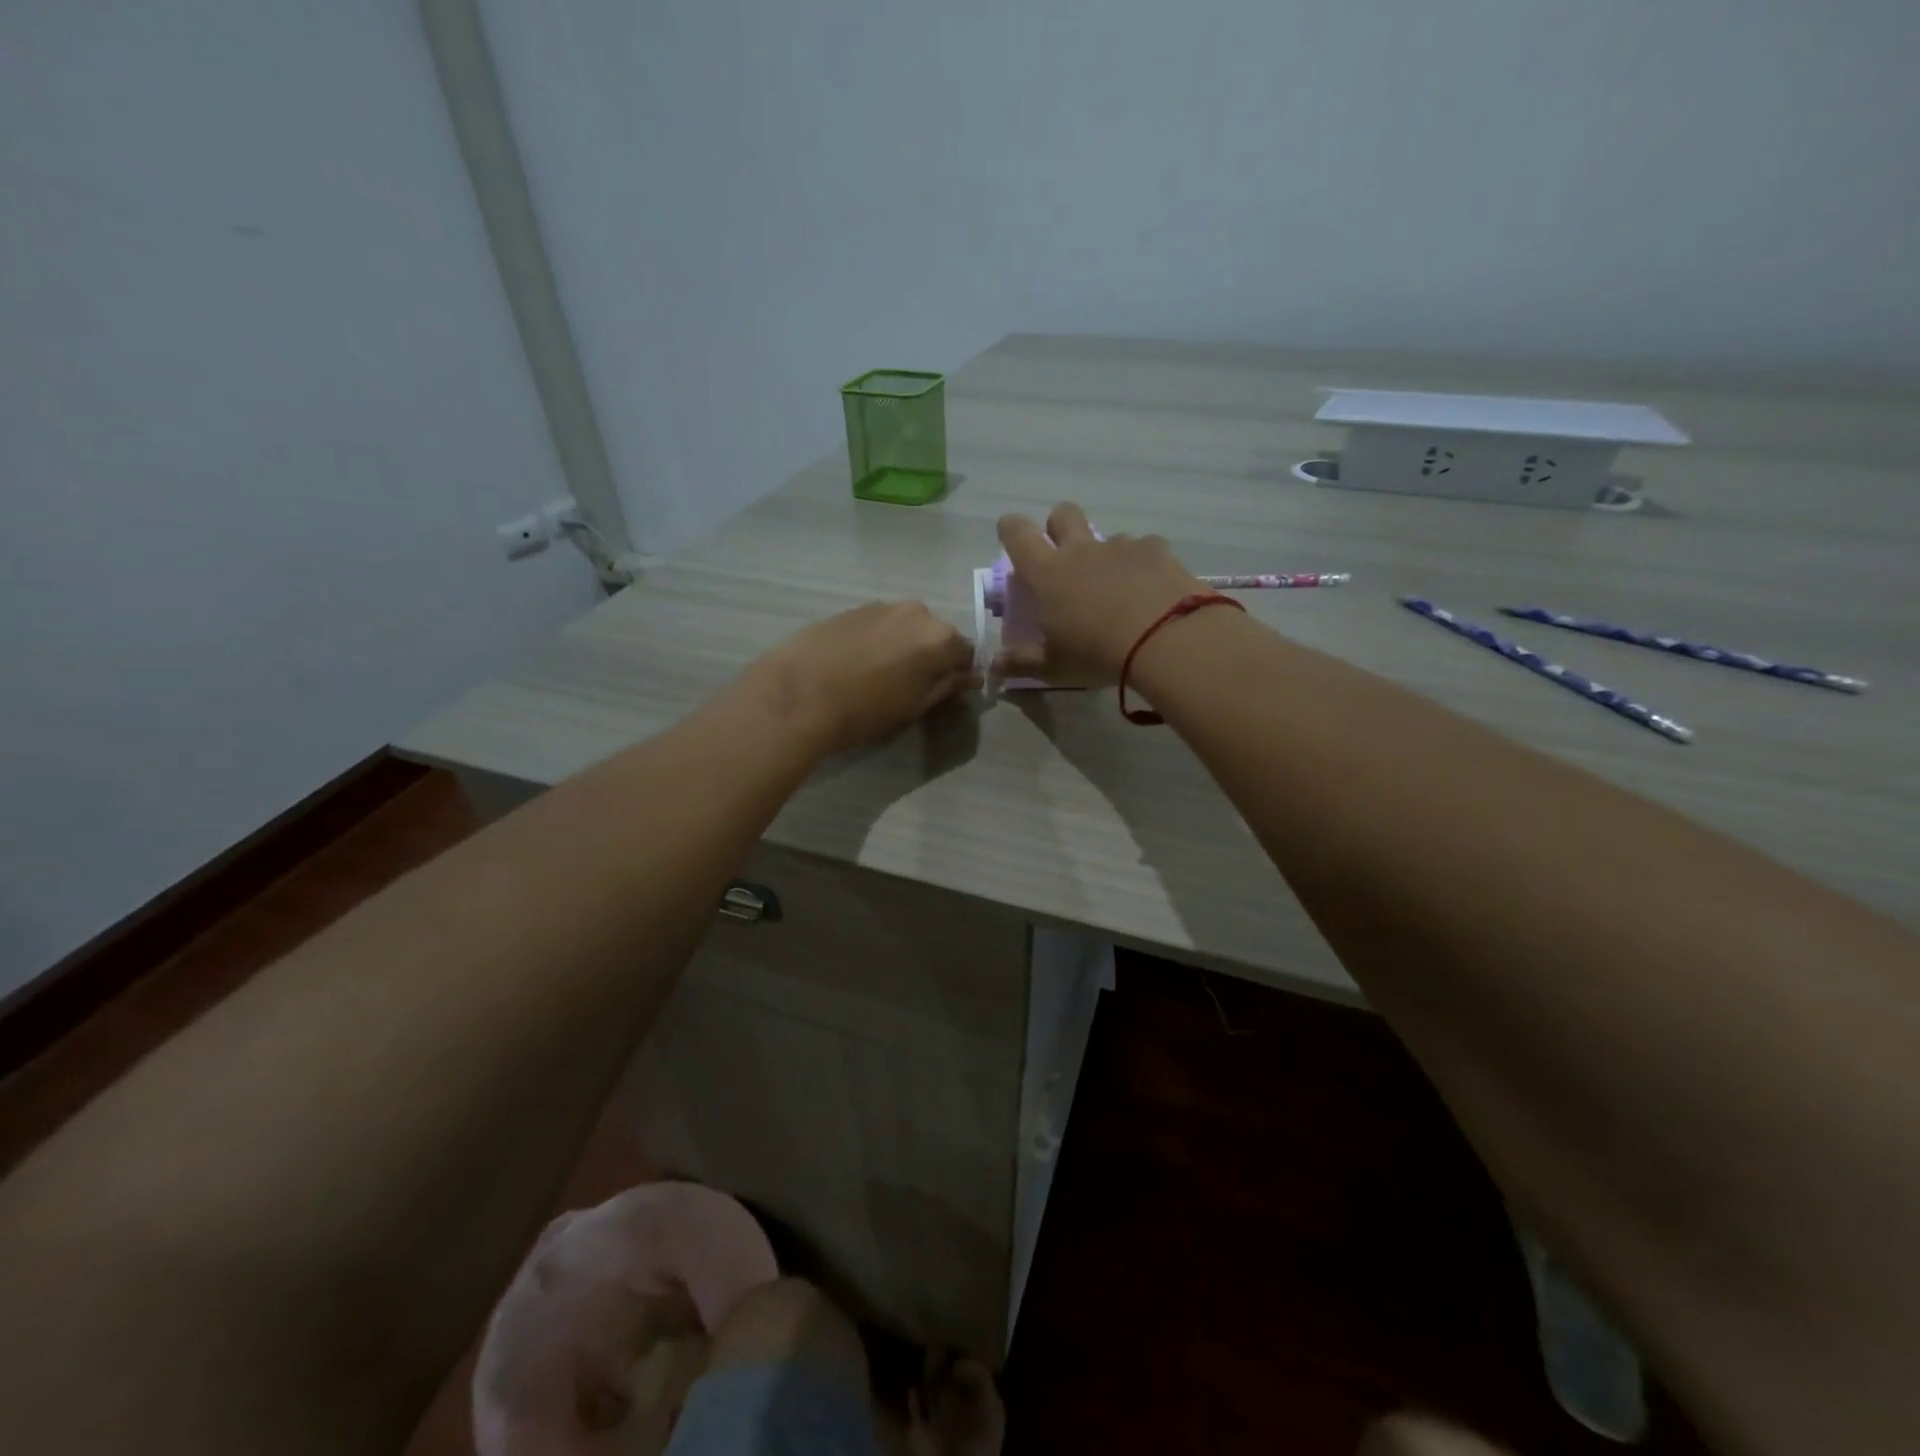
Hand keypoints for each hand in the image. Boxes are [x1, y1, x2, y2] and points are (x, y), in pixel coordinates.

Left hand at [744, 601, 976, 755]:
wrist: (799, 694)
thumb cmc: (866, 710)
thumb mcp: (915, 706)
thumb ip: (947, 686)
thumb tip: (970, 677)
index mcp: (940, 637)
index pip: (966, 653)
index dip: (958, 674)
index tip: (945, 693)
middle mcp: (917, 612)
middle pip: (935, 635)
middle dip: (930, 657)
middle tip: (909, 686)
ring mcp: (882, 606)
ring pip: (905, 627)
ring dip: (902, 646)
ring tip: (879, 674)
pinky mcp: (851, 609)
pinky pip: (879, 625)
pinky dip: (877, 640)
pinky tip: (856, 663)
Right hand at [994, 503, 1207, 685]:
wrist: (1165, 638)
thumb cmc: (1097, 653)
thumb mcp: (1054, 667)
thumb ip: (1021, 663)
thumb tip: (994, 665)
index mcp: (1048, 573)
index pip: (1017, 534)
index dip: (1010, 529)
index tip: (1010, 534)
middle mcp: (1081, 550)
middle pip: (1062, 514)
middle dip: (1058, 525)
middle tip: (1064, 555)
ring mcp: (1121, 546)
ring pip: (1106, 536)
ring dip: (1105, 554)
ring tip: (1117, 587)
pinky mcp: (1156, 550)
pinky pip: (1144, 547)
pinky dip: (1142, 563)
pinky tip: (1151, 588)